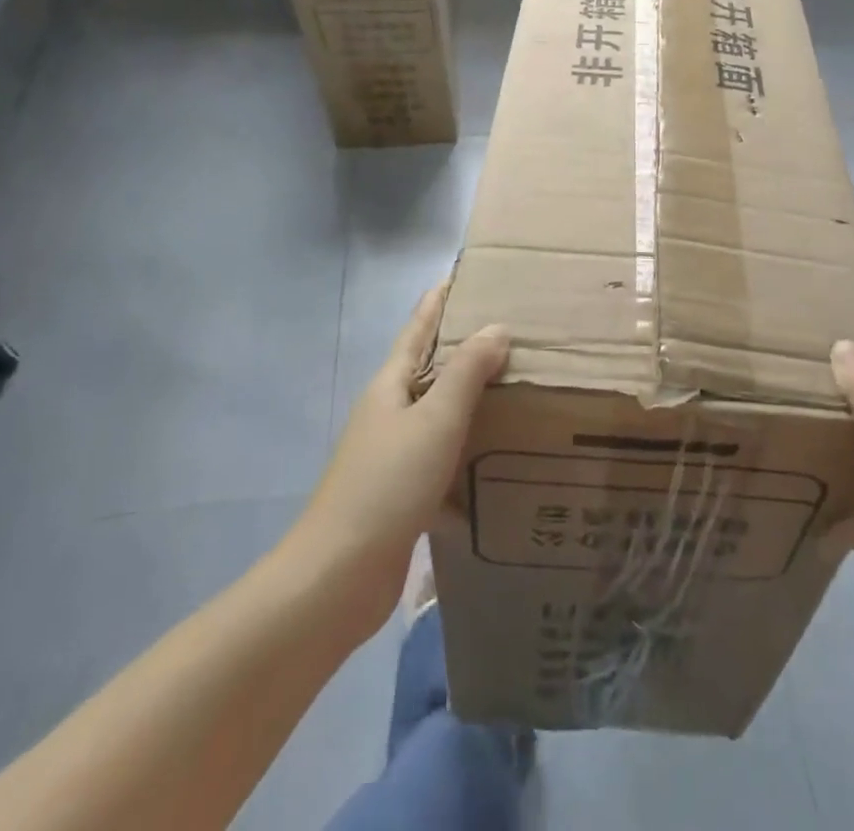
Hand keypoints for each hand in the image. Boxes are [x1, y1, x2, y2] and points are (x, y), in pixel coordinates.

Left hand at [297, 285, 508, 628]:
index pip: (418, 328)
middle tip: (512, 329)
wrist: (338, 578)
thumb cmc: (387, 485)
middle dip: (464, 346)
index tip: (466, 275)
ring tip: (515, 385)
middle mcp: (389, 412)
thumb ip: (467, 372)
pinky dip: (468, 447)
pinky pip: (443, 455)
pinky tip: (499, 456)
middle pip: (429, 367)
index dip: (439, 300)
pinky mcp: (403, 493)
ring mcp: (393, 454)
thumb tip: (496, 326)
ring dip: (470, 398)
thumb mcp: (435, 419)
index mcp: (390, 386)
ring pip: (438, 412)